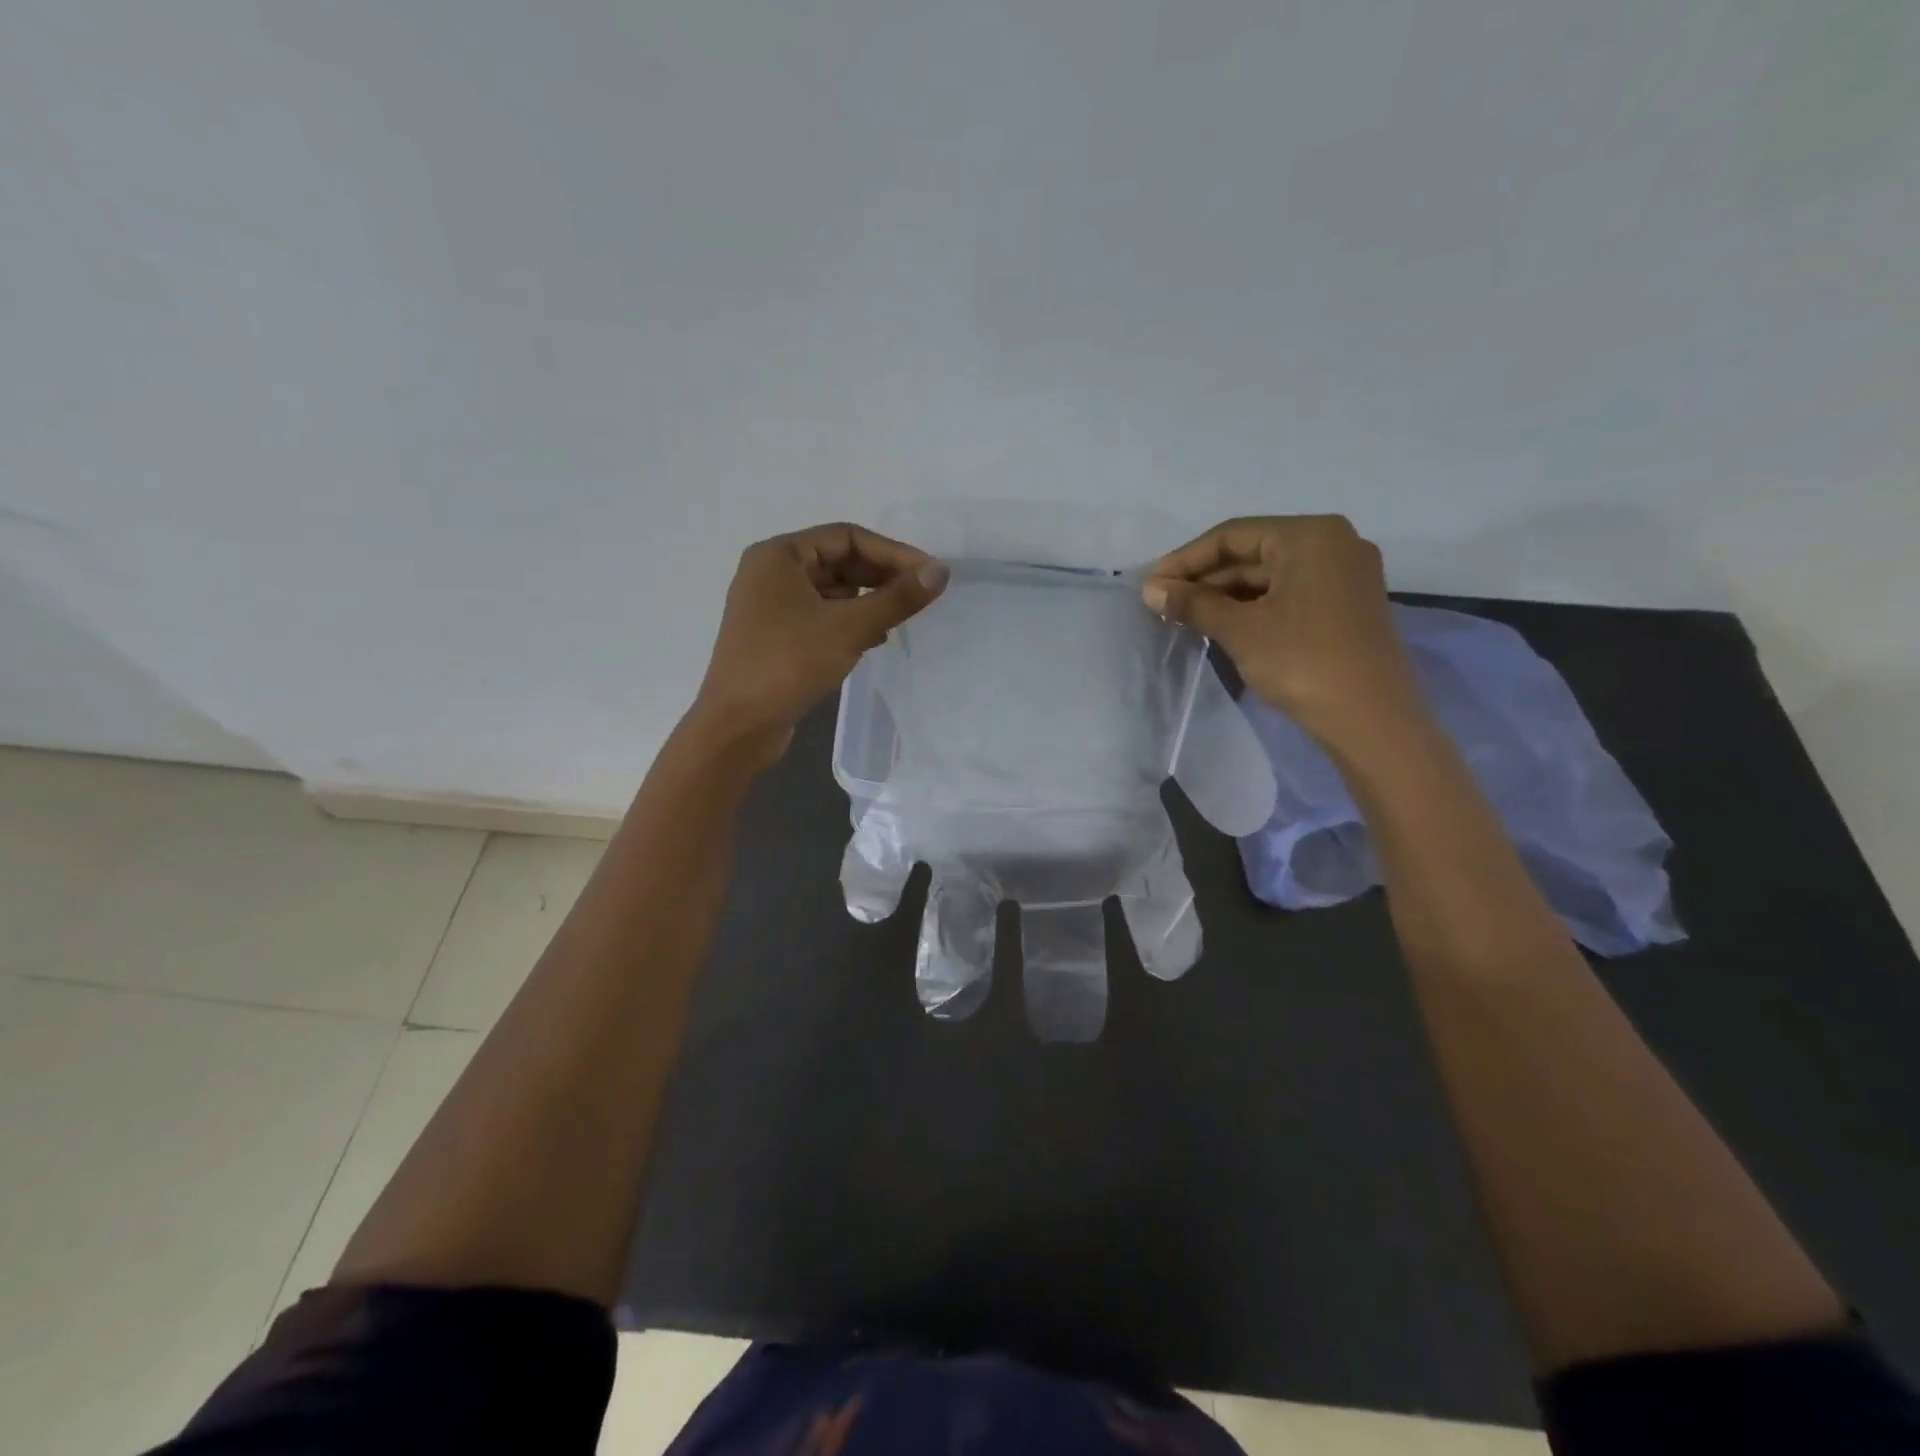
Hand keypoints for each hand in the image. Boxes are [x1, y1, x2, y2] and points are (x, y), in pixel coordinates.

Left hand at [690, 523, 948, 763]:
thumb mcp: (849, 628)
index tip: (929, 574)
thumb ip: (897, 598)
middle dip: (881, 576)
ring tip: (901, 618)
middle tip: (920, 596)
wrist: (738, 726)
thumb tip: (940, 572)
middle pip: (838, 561)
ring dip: (868, 600)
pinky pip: (821, 616)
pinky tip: (874, 639)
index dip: (892, 552)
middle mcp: (770, 573)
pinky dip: (849, 622)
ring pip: (831, 591)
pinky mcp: (775, 637)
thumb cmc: (788, 664)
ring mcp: (770, 607)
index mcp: (779, 556)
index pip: (847, 537)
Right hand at [1141, 515, 1426, 750]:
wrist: (1372, 720)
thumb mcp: (1240, 630)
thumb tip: (1150, 589)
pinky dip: (1254, 606)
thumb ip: (1193, 604)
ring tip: (1185, 617)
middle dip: (1205, 578)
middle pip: (1253, 551)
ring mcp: (1345, 575)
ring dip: (1226, 594)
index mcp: (1310, 535)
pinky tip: (1223, 625)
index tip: (1150, 584)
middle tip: (1163, 603)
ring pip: (1271, 575)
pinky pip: (1290, 593)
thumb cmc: (1303, 662)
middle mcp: (1334, 543)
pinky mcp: (1348, 605)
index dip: (1185, 559)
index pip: (1232, 535)